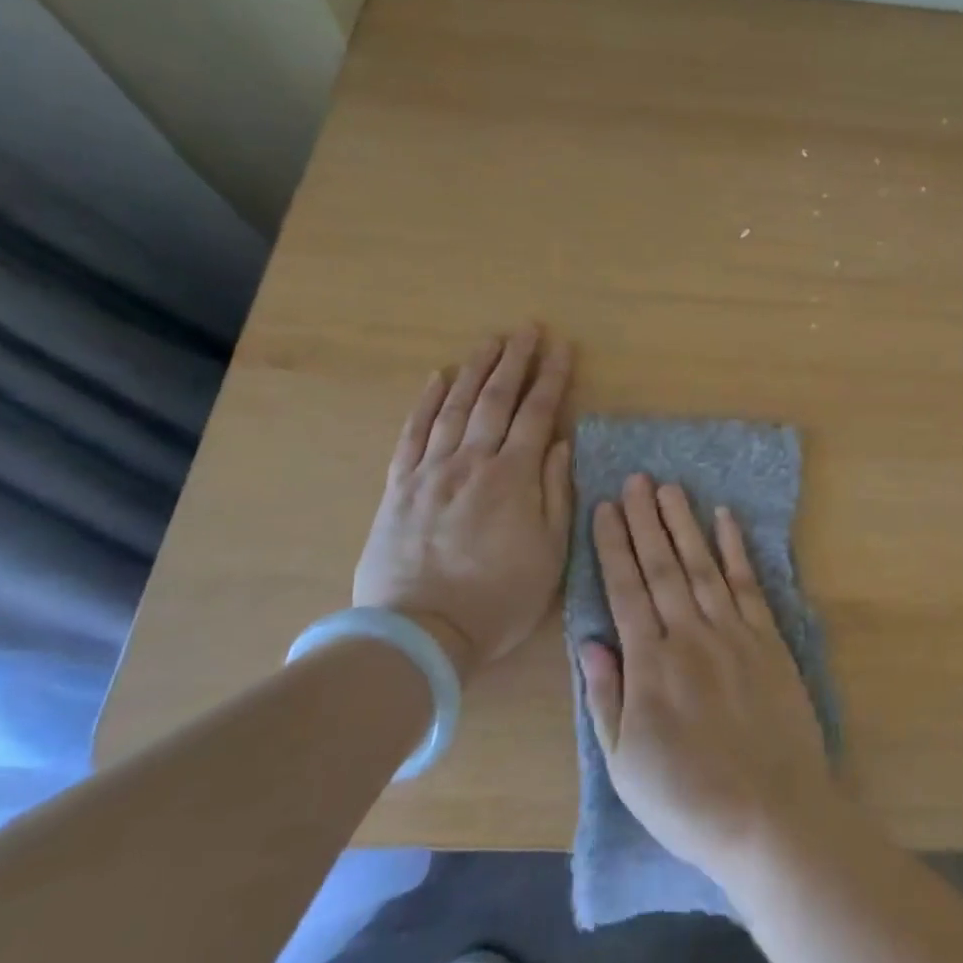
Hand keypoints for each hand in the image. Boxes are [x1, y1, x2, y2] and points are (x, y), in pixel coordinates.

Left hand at [354, 328, 573, 679]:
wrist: (419, 633)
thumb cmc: (499, 598)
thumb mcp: (550, 553)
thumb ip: (556, 493)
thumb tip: (561, 445)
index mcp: (513, 477)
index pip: (537, 414)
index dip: (552, 378)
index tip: (563, 347)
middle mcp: (471, 462)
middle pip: (495, 399)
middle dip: (515, 360)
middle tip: (528, 329)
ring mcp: (430, 471)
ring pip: (455, 407)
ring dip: (475, 370)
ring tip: (490, 341)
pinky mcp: (399, 487)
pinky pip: (413, 434)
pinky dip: (426, 403)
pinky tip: (437, 378)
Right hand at [578, 475, 833, 882]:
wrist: (770, 814)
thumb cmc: (688, 799)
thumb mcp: (625, 763)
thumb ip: (606, 697)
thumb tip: (590, 641)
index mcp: (649, 665)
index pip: (625, 589)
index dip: (613, 546)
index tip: (604, 507)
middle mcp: (689, 635)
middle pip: (662, 566)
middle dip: (645, 520)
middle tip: (635, 479)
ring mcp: (733, 633)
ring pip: (703, 565)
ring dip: (685, 523)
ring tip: (670, 488)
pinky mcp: (769, 639)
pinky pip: (749, 583)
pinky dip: (736, 549)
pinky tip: (725, 520)